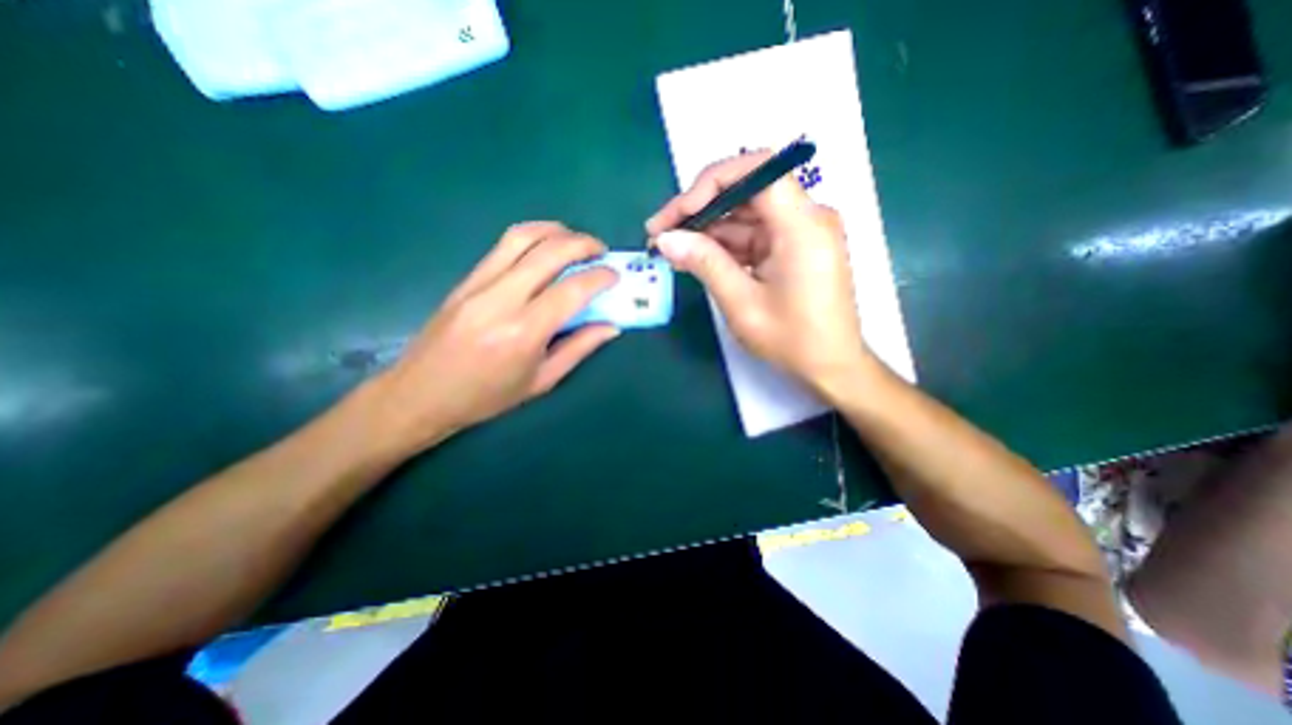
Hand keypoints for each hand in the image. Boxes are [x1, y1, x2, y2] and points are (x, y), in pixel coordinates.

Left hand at [367, 223, 620, 455]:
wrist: (420, 394)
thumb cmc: (487, 397)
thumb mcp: (541, 381)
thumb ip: (579, 348)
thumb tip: (611, 326)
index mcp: (524, 333)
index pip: (571, 290)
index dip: (599, 277)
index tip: (614, 275)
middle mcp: (501, 300)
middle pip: (549, 252)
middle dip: (583, 243)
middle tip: (601, 250)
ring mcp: (479, 284)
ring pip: (522, 237)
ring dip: (556, 231)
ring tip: (575, 240)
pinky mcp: (466, 279)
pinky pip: (503, 246)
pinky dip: (532, 236)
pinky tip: (545, 246)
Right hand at [646, 150, 878, 399]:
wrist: (831, 366)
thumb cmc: (792, 340)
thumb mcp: (742, 303)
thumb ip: (704, 263)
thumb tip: (666, 238)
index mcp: (802, 225)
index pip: (756, 171)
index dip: (710, 183)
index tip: (677, 214)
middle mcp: (805, 217)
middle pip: (746, 190)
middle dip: (700, 208)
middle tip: (661, 232)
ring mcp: (799, 232)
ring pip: (745, 214)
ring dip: (707, 229)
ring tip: (671, 249)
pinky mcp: (792, 247)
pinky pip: (752, 234)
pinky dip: (724, 245)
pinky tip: (696, 257)